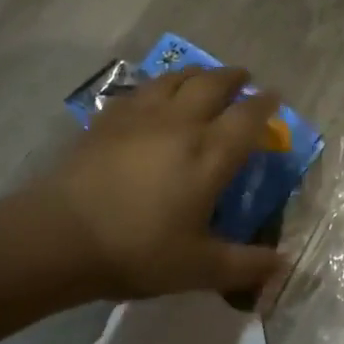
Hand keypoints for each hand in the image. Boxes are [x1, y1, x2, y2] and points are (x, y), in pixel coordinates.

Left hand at [36, 66, 289, 300]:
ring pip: (175, 79)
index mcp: (209, 155)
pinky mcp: (107, 121)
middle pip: (212, 85)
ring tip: (204, 78)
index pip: (247, 118)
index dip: (265, 105)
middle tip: (243, 78)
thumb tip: (283, 264)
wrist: (61, 236)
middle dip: (233, 78)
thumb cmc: (138, 250)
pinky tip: (154, 97)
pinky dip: (158, 87)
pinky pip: (140, 91)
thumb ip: (246, 265)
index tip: (275, 97)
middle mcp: (180, 125)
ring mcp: (140, 118)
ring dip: (197, 74)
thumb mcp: (201, 269)